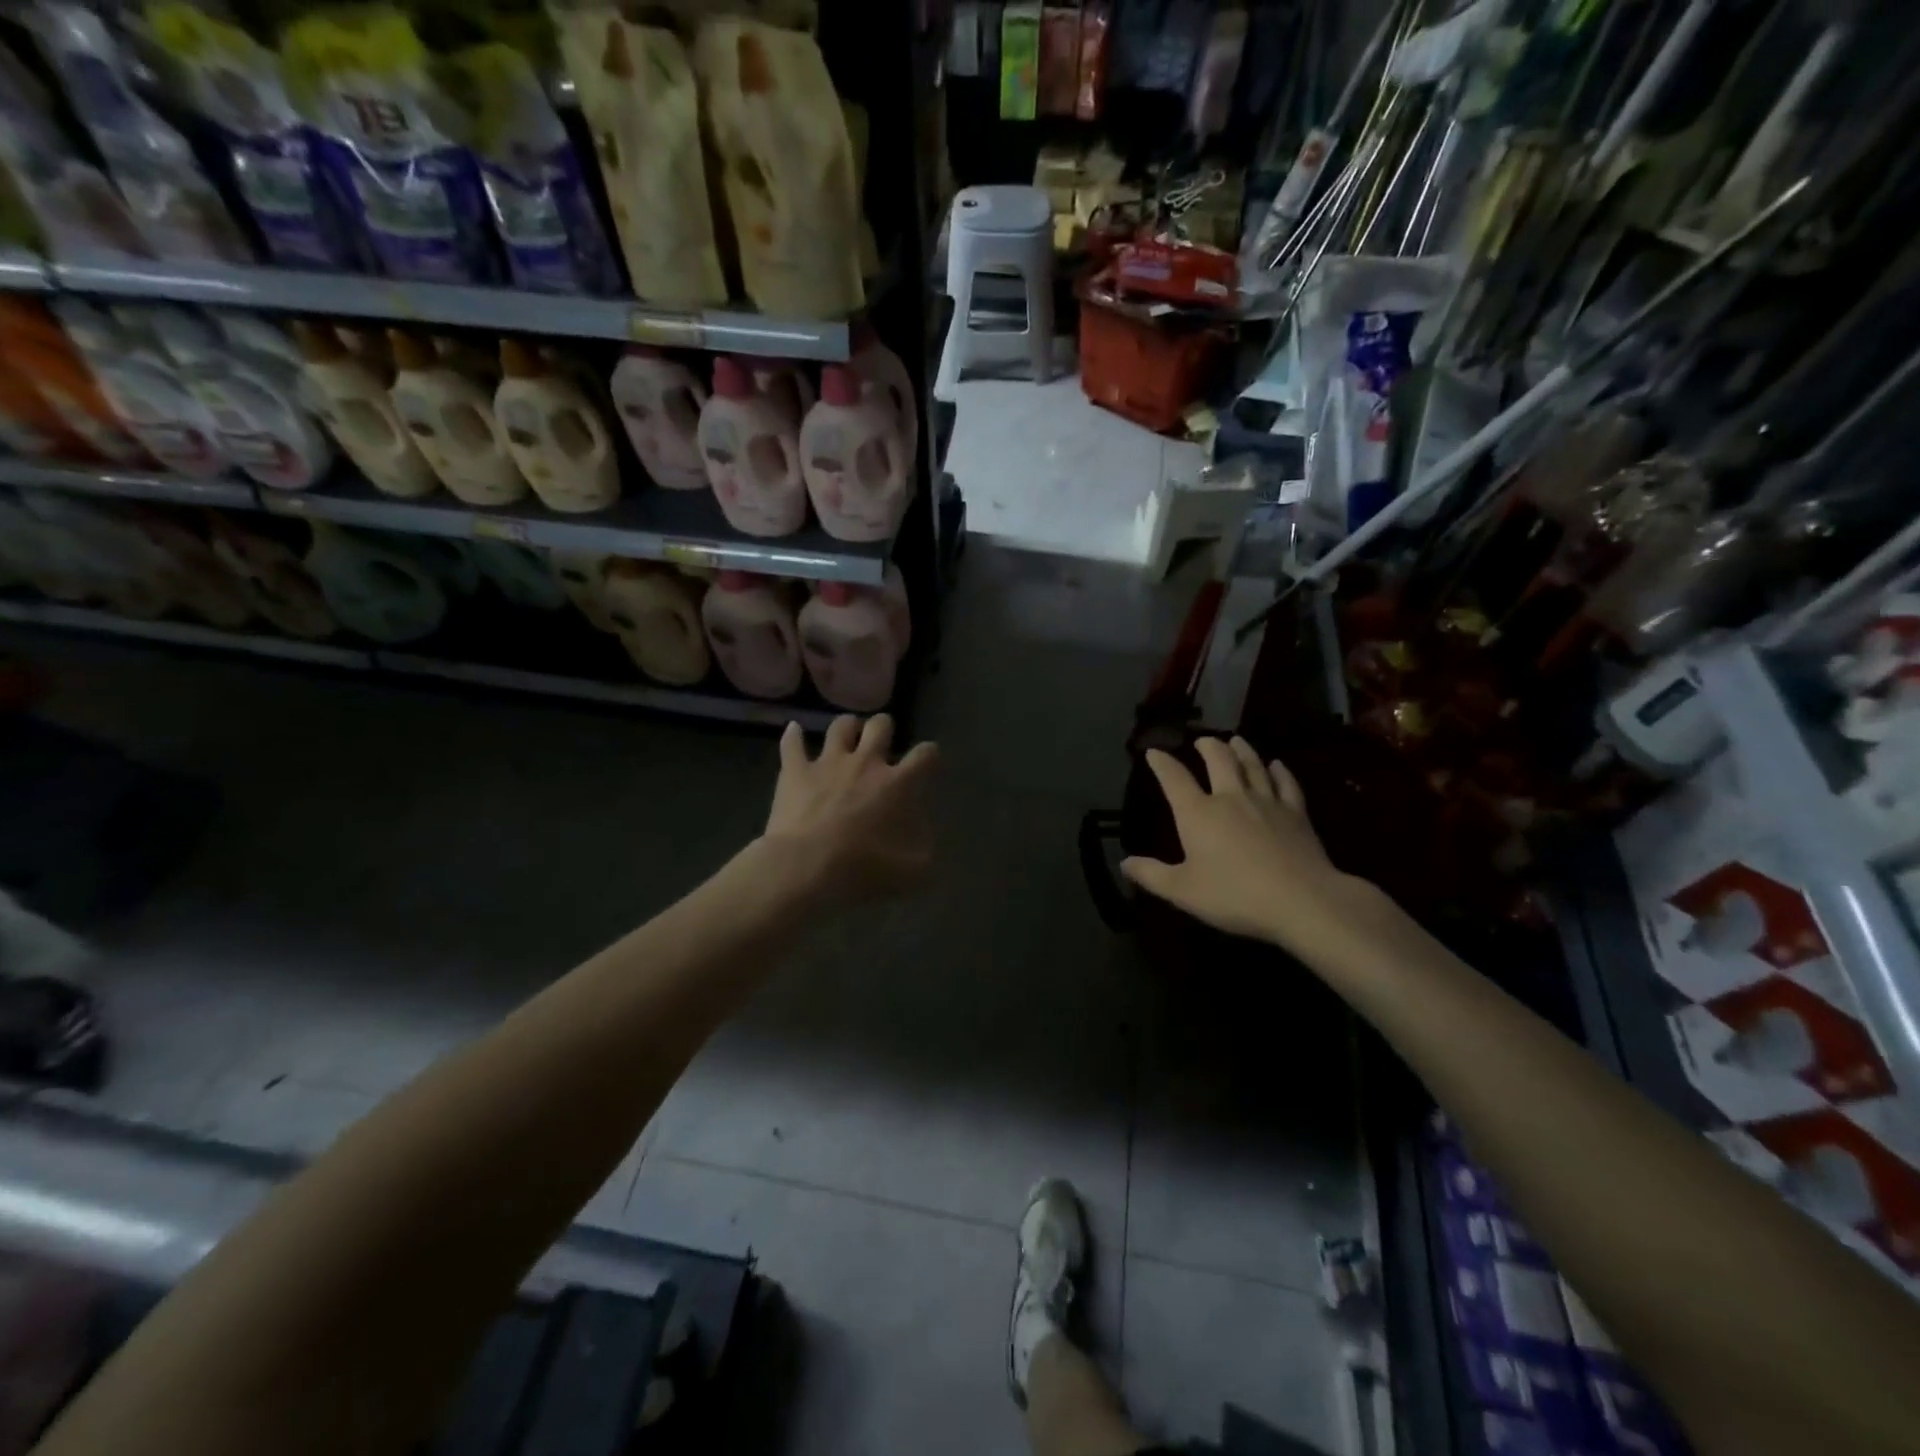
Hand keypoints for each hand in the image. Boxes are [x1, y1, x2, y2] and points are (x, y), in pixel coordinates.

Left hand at [761, 714, 937, 899]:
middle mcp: (866, 762)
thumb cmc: (860, 868)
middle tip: (882, 741)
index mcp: (898, 784)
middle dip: (884, 728)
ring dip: (847, 727)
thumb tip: (926, 847)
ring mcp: (828, 762)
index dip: (930, 754)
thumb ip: (923, 855)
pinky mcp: (795, 770)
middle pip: (881, 726)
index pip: (925, 755)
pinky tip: (794, 729)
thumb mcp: (908, 872)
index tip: (928, 759)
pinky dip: (793, 735)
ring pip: (841, 726)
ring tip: (848, 733)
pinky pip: (792, 743)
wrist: (805, 866)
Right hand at [1121, 737, 1358, 949]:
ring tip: (1235, 740)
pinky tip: (1277, 765)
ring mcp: (1267, 802)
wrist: (1301, 900)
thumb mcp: (1183, 891)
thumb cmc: (1234, 896)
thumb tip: (1124, 863)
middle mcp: (1230, 798)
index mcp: (1198, 813)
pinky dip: (1280, 771)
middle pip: (1219, 761)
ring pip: (1252, 765)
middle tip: (1202, 740)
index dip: (1162, 763)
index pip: (1174, 779)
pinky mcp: (1296, 813)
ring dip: (1242, 750)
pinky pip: (1286, 783)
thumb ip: (1152, 875)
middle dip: (1208, 746)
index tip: (1154, 752)